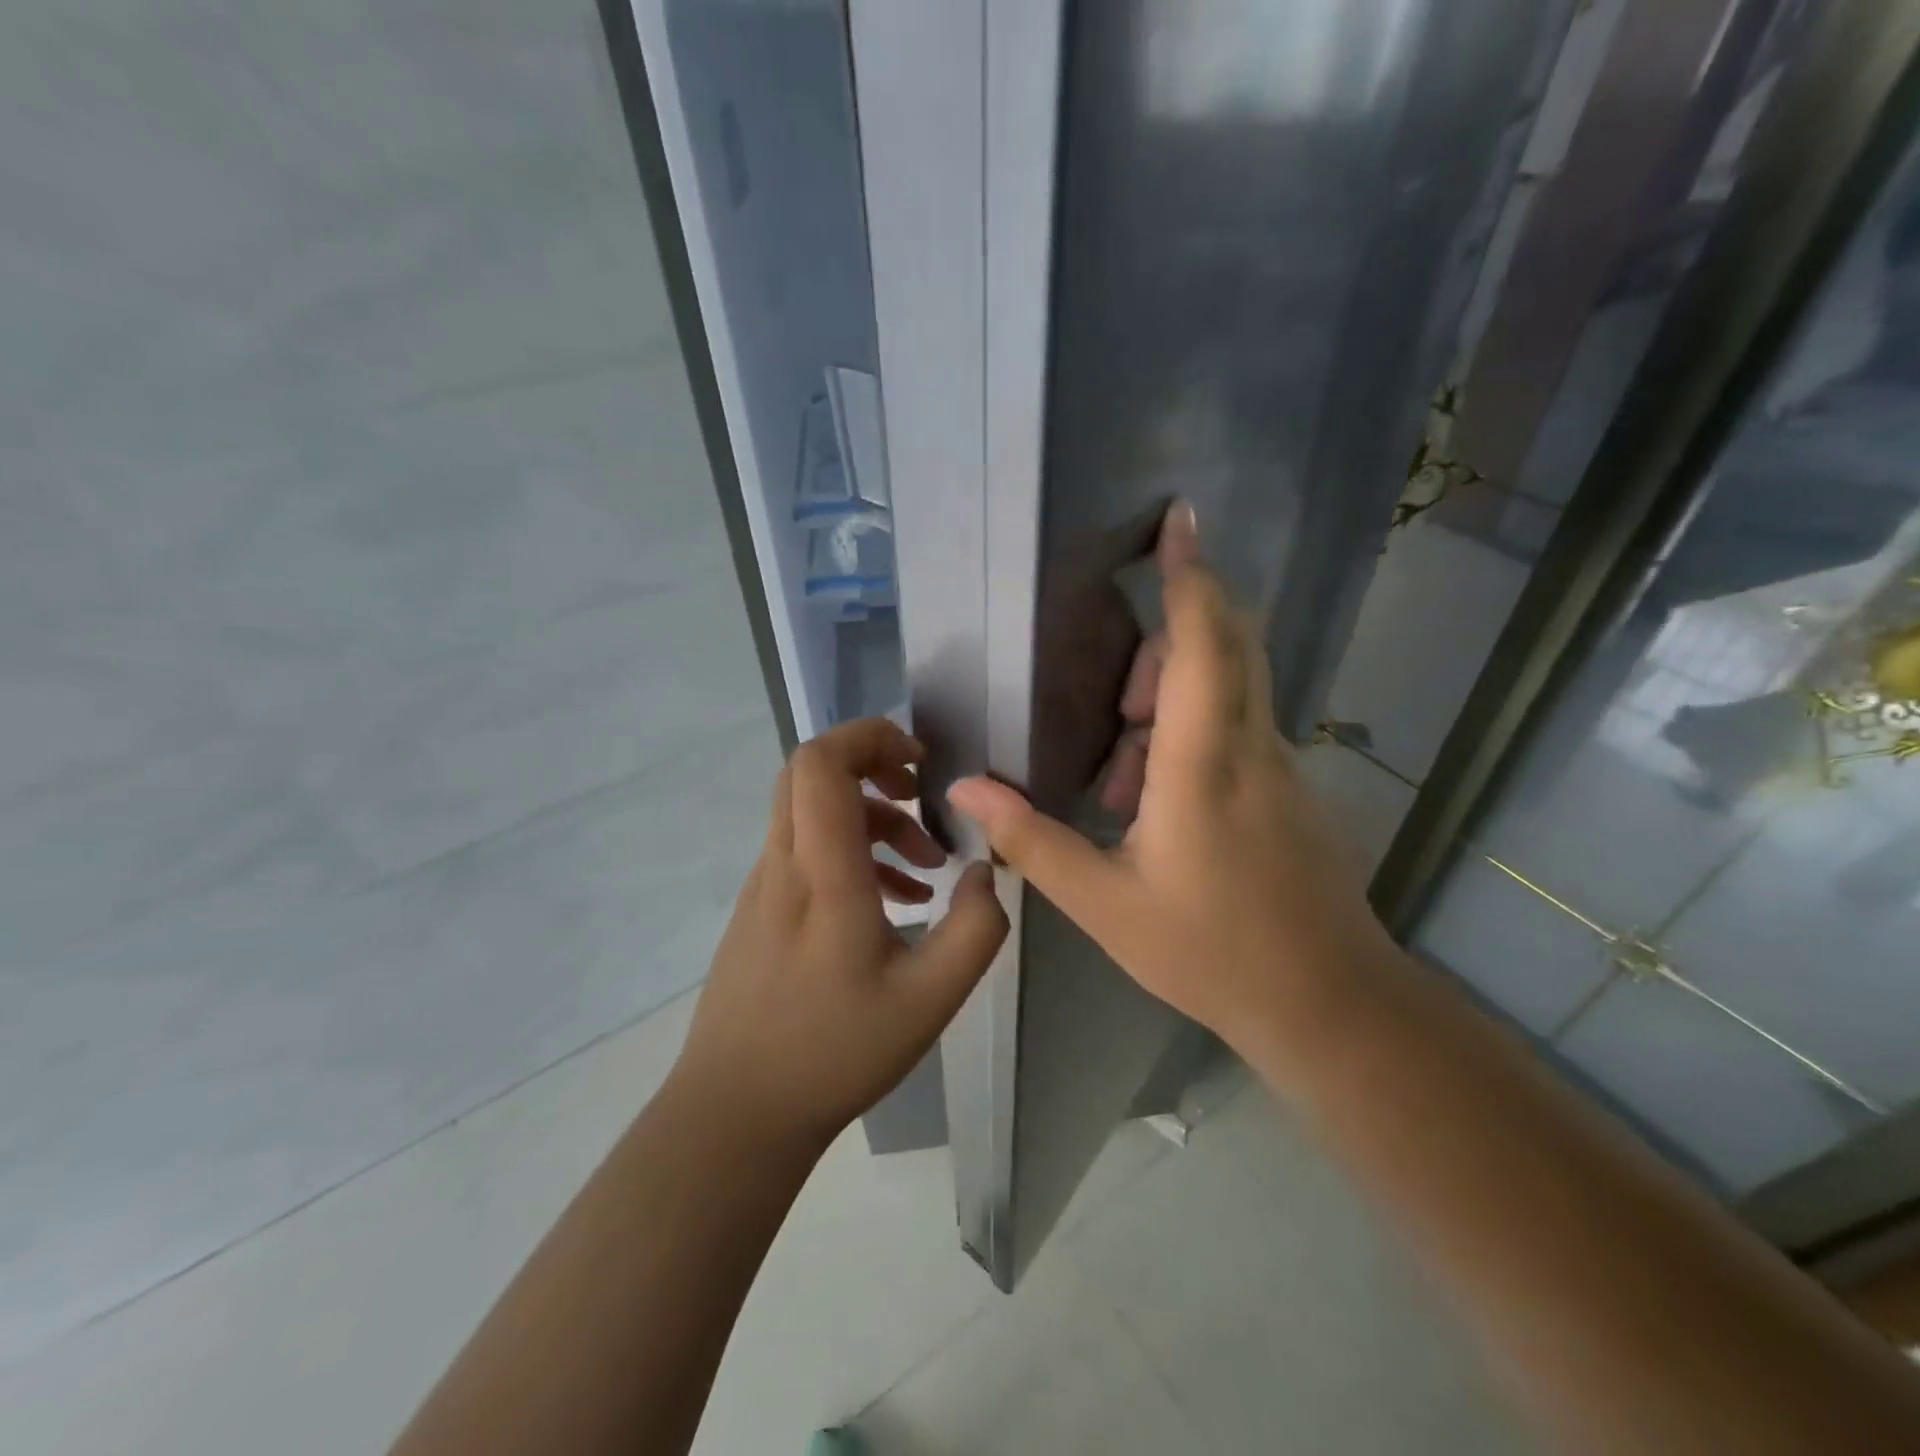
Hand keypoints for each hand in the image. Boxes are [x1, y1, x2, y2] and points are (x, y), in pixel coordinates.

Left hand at [674, 717, 1008, 1150]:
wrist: (736, 1111)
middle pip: (808, 771)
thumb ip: (976, 927)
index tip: (918, 762)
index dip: (868, 737)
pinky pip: (805, 851)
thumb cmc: (835, 1052)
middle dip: (870, 764)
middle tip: (919, 795)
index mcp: (822, 873)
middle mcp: (784, 864)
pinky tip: (894, 903)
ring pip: (810, 811)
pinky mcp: (759, 909)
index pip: (820, 762)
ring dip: (871, 818)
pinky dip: (852, 852)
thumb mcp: (931, 998)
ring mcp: (763, 886)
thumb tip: (986, 870)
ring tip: (925, 866)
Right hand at [946, 504, 1394, 1056]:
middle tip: (1114, 707)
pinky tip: (1153, 807)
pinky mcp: (1289, 789)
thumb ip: (1033, 841)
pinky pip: (1239, 727)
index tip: (1178, 518)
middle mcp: (1252, 747)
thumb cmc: (1210, 952)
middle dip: (1166, 642)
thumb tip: (967, 792)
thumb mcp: (1104, 903)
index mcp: (1204, 764)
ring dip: (1171, 701)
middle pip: (1226, 645)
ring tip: (1121, 782)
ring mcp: (1280, 766)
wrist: (1328, 1004)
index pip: (1203, 642)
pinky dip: (1191, 735)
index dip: (1191, 575)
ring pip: (1231, 688)